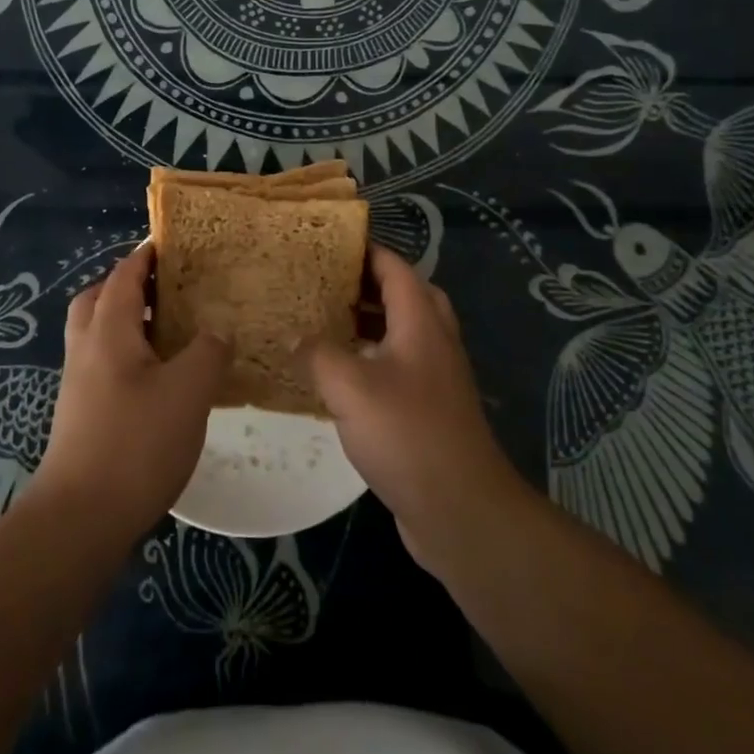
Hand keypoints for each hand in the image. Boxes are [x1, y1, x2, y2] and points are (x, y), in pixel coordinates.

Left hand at [31, 243, 229, 542]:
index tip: (171, 243)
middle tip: (166, 288)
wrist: (79, 519)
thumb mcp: (188, 392)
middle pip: (97, 298)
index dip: (145, 255)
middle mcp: (86, 348)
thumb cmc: (135, 444)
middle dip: (128, 285)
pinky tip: (158, 379)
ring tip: (169, 331)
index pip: (123, 275)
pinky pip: (102, 363)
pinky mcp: (81, 413)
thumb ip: (208, 352)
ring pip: (97, 333)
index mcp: (107, 330)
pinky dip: (126, 354)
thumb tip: (218, 330)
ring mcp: (78, 383)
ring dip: (126, 321)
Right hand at [308, 246, 525, 569]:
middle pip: (406, 295)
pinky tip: (340, 377)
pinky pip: (400, 366)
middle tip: (326, 283)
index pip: (395, 268)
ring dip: (370, 323)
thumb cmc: (407, 434)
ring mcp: (436, 377)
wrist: (460, 509)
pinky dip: (372, 358)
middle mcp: (434, 341)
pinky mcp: (431, 410)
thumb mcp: (349, 388)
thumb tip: (292, 336)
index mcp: (421, 322)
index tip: (328, 243)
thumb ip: (316, 354)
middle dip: (367, 284)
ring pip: (403, 332)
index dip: (365, 250)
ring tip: (325, 322)